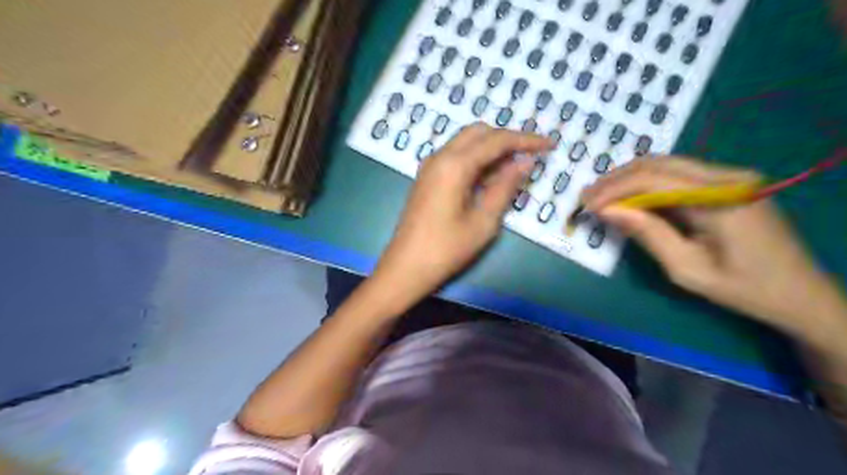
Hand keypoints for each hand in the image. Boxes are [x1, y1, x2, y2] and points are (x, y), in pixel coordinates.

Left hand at [370, 122, 549, 307]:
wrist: (406, 267)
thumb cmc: (447, 249)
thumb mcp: (484, 221)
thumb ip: (505, 187)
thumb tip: (525, 162)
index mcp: (454, 165)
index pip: (497, 140)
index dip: (526, 140)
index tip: (549, 145)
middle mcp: (440, 157)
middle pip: (479, 132)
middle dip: (507, 139)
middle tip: (530, 157)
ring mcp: (430, 166)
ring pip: (466, 143)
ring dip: (491, 150)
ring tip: (513, 172)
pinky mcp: (427, 178)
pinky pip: (456, 158)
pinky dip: (476, 161)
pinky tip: (489, 180)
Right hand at [583, 158, 846, 339]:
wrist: (799, 293)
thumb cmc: (743, 288)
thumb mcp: (687, 269)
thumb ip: (648, 233)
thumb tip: (608, 210)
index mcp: (722, 198)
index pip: (654, 179)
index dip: (615, 189)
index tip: (586, 204)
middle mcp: (727, 177)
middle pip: (658, 164)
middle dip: (617, 179)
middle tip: (587, 196)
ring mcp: (730, 177)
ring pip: (666, 165)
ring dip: (629, 179)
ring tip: (601, 196)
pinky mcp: (727, 183)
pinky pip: (678, 175)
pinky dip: (648, 184)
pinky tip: (630, 197)